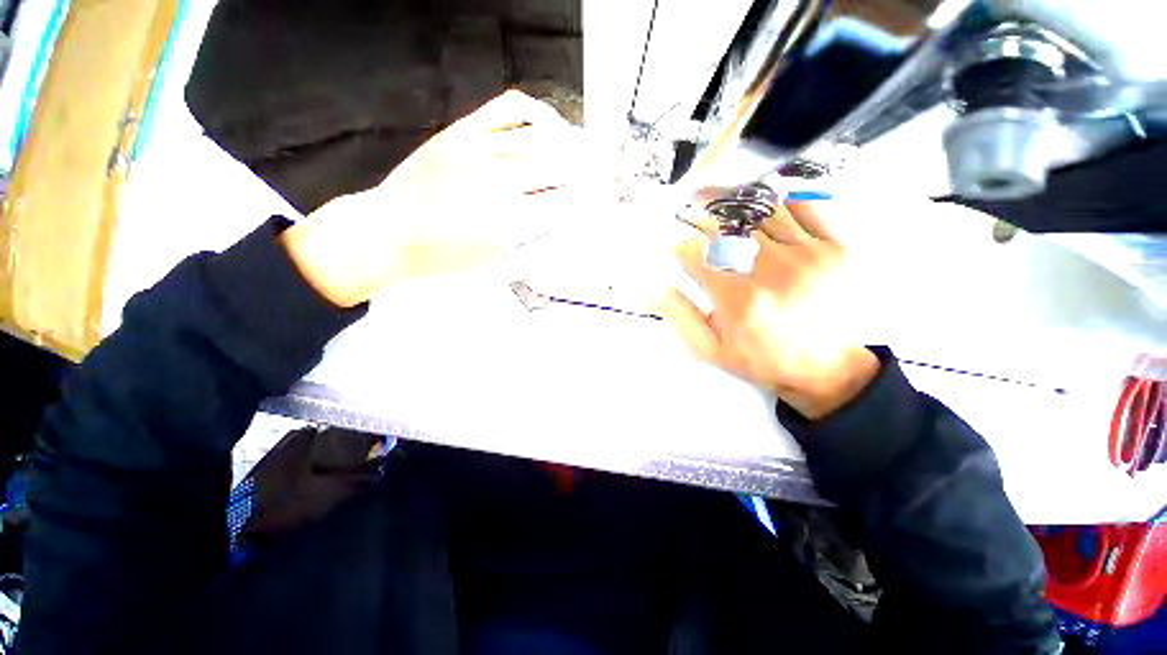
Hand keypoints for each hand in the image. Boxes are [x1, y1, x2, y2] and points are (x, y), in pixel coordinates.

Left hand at [282, 90, 583, 306]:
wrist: (386, 236)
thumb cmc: (444, 262)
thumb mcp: (498, 269)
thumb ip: (538, 246)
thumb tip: (568, 227)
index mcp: (508, 219)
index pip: (567, 203)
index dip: (592, 204)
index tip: (605, 205)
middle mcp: (499, 178)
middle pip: (561, 166)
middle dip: (592, 172)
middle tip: (606, 178)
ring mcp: (479, 148)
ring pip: (542, 135)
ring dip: (574, 144)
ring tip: (589, 153)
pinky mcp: (463, 132)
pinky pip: (510, 108)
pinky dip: (539, 113)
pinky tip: (551, 125)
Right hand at [659, 198, 878, 419]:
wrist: (824, 368)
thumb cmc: (760, 359)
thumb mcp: (709, 350)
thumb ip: (680, 316)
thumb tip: (660, 284)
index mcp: (737, 298)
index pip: (694, 254)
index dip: (676, 241)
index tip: (668, 238)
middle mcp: (771, 270)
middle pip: (724, 226)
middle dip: (697, 213)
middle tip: (686, 206)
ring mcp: (807, 255)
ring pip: (759, 210)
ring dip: (731, 203)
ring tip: (716, 199)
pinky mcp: (833, 248)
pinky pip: (800, 209)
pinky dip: (775, 204)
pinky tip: (759, 210)